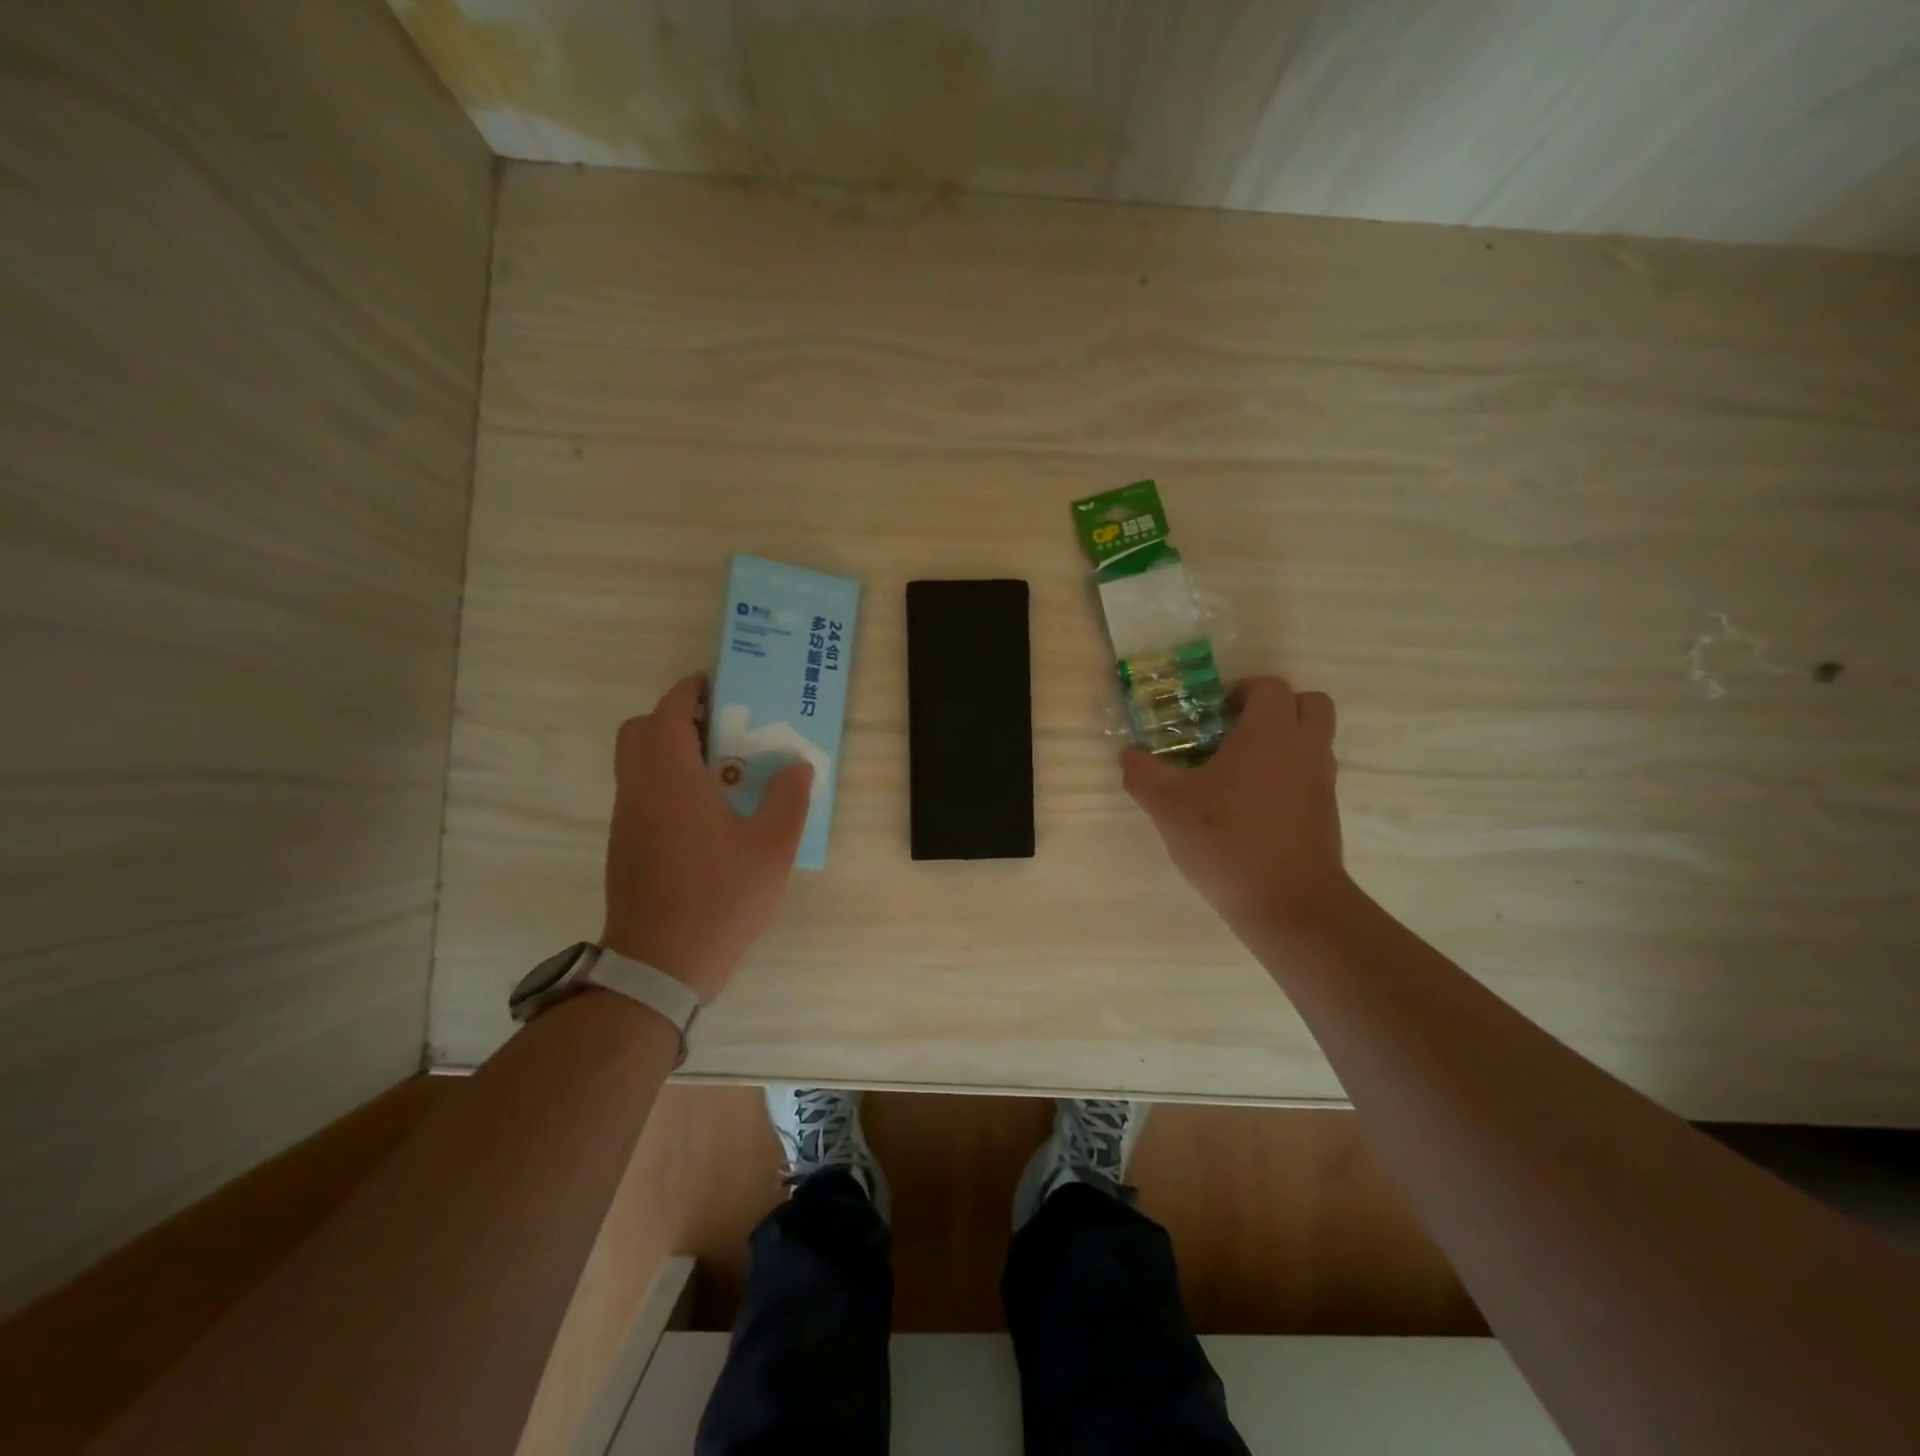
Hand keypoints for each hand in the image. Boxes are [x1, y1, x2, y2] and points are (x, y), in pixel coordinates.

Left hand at [600, 674, 813, 1002]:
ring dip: (666, 749)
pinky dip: (662, 779)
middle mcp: (639, 791)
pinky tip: (702, 810)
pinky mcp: (624, 846)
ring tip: (717, 767)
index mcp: (671, 781)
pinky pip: (638, 792)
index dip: (688, 692)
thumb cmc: (720, 899)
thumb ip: (788, 800)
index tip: (713, 684)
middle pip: (639, 732)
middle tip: (716, 726)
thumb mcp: (771, 849)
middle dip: (672, 716)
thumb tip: (797, 767)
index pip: (669, 715)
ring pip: (634, 763)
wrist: (659, 965)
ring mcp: (627, 821)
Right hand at [1121, 676, 1349, 937]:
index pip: (1269, 686)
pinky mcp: (1326, 813)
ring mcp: (1322, 781)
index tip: (1215, 713)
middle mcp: (1304, 748)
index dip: (1242, 691)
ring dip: (1285, 741)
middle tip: (1238, 730)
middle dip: (1276, 707)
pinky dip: (1290, 775)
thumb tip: (1127, 755)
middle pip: (1308, 703)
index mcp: (1269, 733)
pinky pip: (1312, 775)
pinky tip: (1253, 805)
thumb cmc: (1226, 841)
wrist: (1289, 904)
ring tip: (1242, 769)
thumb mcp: (1168, 807)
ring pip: (1315, 740)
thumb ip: (1143, 774)